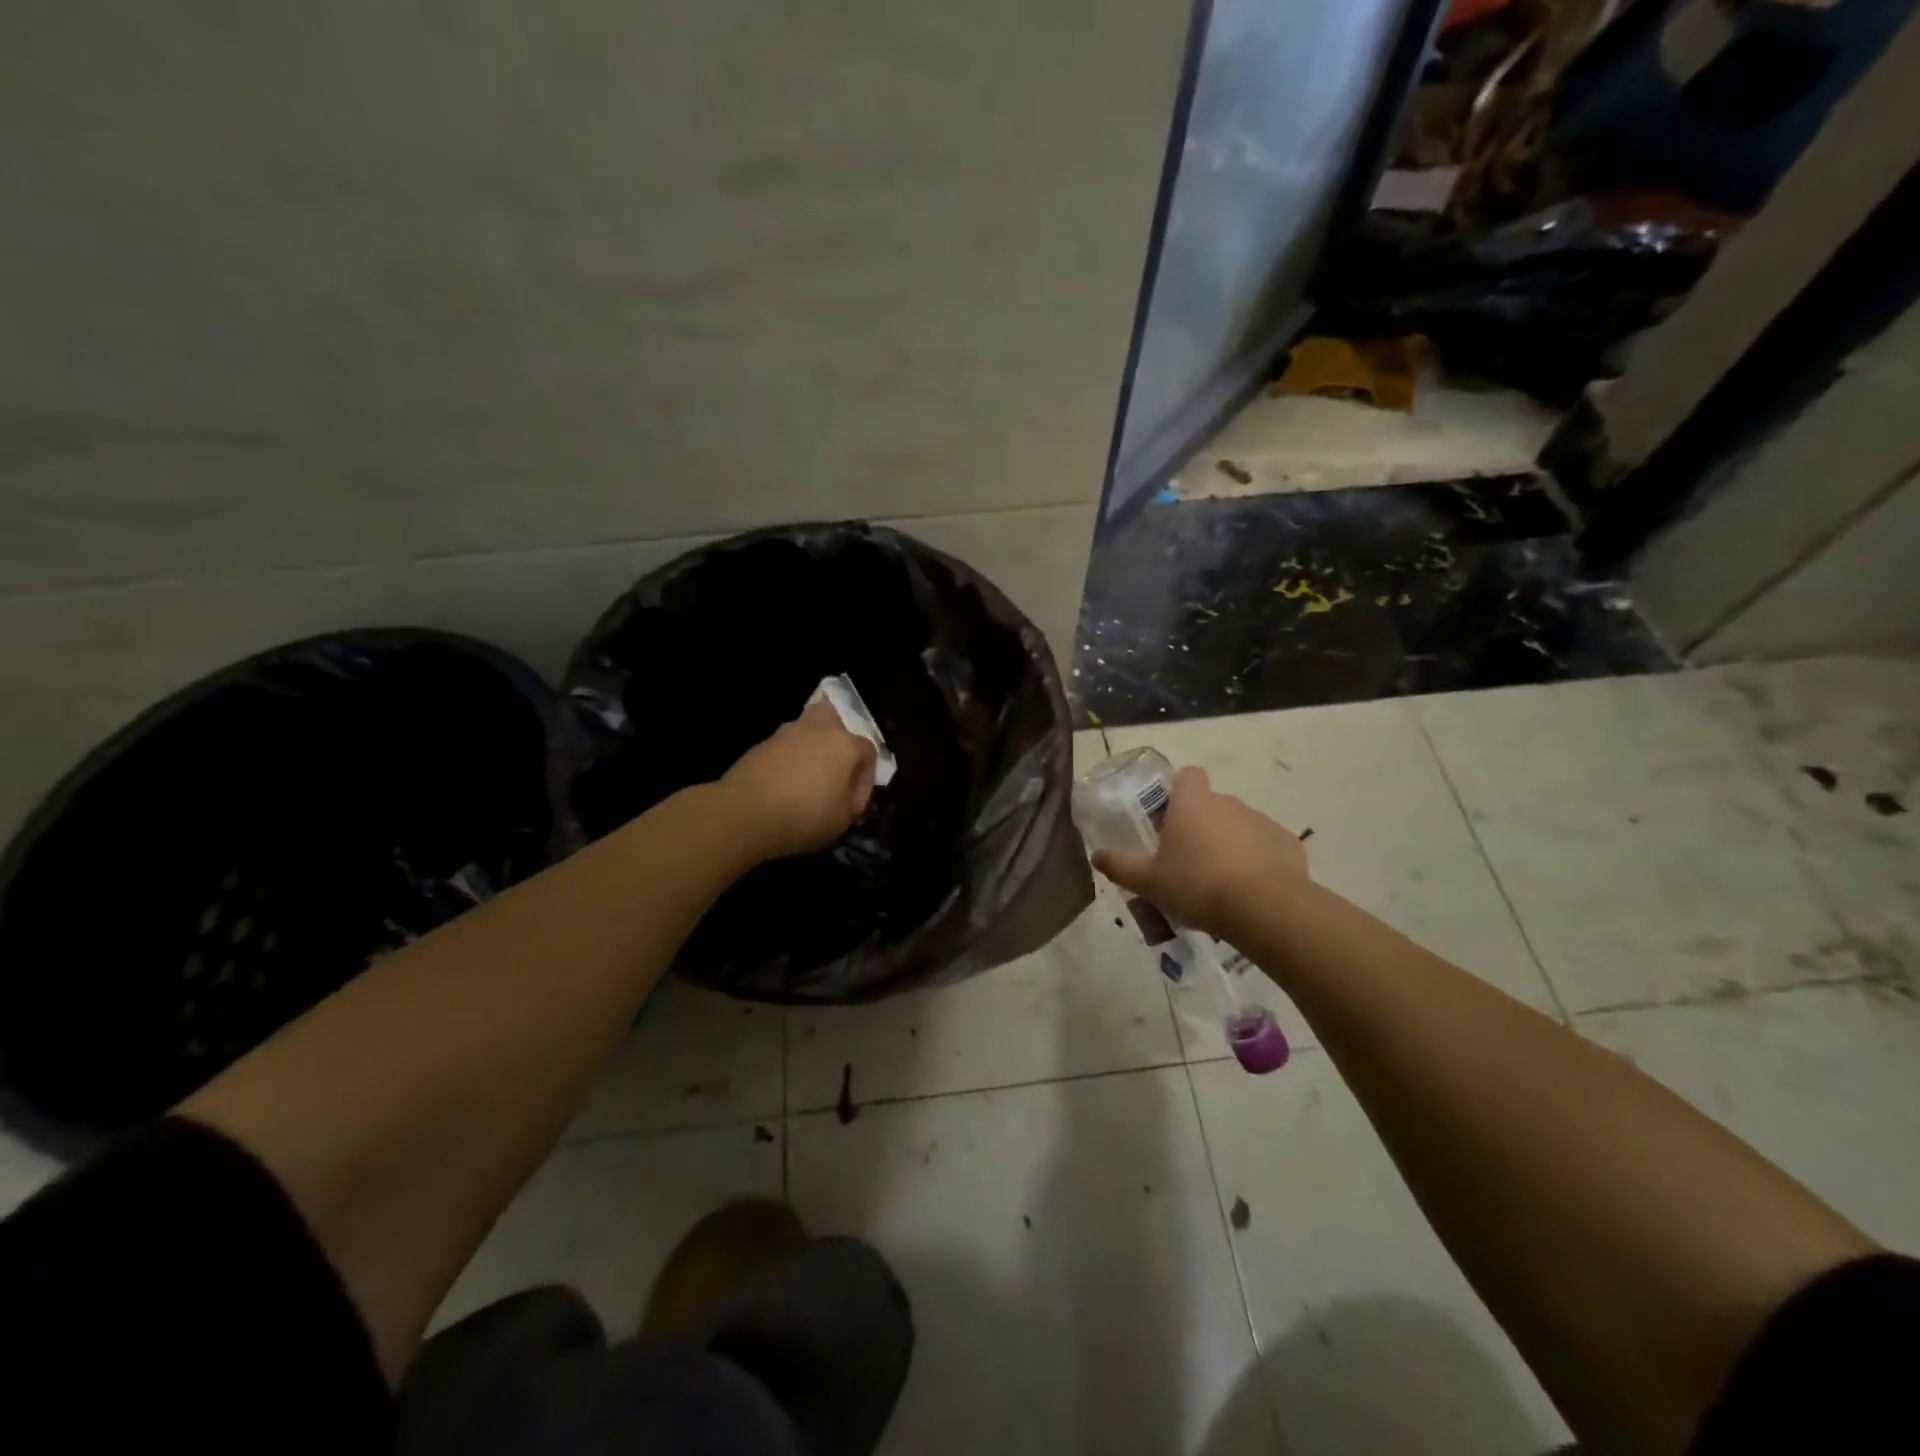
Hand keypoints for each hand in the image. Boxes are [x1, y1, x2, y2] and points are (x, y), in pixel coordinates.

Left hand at [719, 701, 878, 860]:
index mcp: (844, 744)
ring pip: (807, 730)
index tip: (853, 804)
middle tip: (836, 769)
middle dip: (840, 740)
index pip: (868, 752)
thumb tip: (846, 796)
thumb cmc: (803, 816)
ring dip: (812, 749)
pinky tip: (784, 785)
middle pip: (834, 718)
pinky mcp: (761, 745)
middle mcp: (817, 730)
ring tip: (808, 779)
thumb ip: (851, 804)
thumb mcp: (841, 821)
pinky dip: (789, 760)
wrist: (743, 813)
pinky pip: (785, 747)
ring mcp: (785, 734)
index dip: (866, 779)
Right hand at [1092, 766, 1307, 940]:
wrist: (1263, 909)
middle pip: (1212, 804)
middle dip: (1201, 826)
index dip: (1179, 791)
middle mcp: (1228, 803)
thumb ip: (1120, 866)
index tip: (1170, 817)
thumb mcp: (1149, 882)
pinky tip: (1250, 891)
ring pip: (1240, 826)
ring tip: (1220, 883)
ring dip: (1230, 844)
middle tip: (1188, 861)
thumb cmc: (1197, 885)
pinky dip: (1258, 862)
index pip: (1188, 775)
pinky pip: (1266, 847)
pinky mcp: (1288, 844)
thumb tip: (1096, 855)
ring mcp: (1262, 821)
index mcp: (1193, 803)